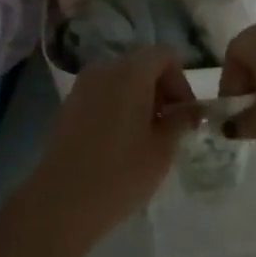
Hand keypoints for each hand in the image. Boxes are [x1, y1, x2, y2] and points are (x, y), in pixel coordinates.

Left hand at [22, 50, 196, 245]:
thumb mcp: (162, 149)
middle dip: (161, 89)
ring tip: (146, 137)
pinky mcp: (68, 106)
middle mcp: (104, 69)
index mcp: (131, 72)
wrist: (61, 201)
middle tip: (169, 126)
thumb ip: (180, 121)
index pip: (164, 55)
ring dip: (139, 99)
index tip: (185, 114)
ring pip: (120, 80)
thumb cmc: (121, 173)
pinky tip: (120, 142)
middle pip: (141, 64)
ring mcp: (82, 87)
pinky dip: (117, 107)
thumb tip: (193, 109)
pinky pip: (102, 95)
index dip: (181, 80)